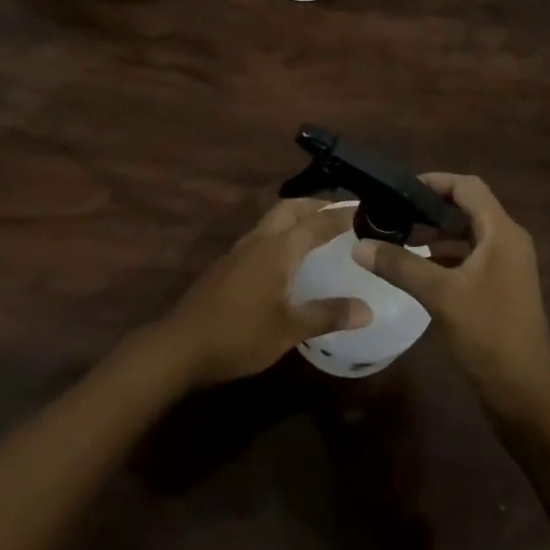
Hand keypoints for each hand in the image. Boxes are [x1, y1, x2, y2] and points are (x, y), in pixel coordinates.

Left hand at [155, 199, 371, 388]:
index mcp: (278, 249)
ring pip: (274, 218)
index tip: (364, 209)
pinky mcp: (229, 263)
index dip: (340, 215)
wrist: (182, 344)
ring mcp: (241, 249)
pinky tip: (288, 255)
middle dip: (316, 205)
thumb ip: (327, 315)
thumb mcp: (288, 330)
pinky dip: (283, 232)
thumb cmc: (239, 335)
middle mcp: (260, 239)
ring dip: (297, 216)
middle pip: (291, 208)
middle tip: (341, 213)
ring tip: (319, 229)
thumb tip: (367, 309)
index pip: (316, 223)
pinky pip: (263, 234)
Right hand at [352, 174, 549, 418]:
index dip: (435, 181)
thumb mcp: (439, 295)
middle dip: (431, 209)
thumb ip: (399, 265)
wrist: (526, 396)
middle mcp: (509, 241)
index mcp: (502, 232)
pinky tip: (419, 269)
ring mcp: (508, 266)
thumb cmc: (488, 334)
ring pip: (469, 234)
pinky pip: (472, 257)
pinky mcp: (503, 288)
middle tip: (394, 214)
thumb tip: (359, 245)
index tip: (400, 189)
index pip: (468, 187)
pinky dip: (446, 256)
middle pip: (468, 208)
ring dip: (437, 234)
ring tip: (399, 239)